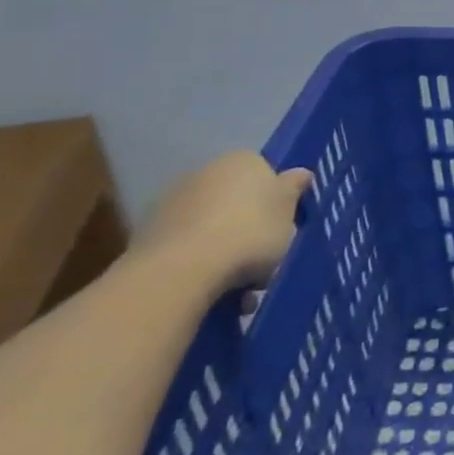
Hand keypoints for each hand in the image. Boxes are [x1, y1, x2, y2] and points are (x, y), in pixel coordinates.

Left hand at [139, 152, 311, 291]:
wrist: (183, 269)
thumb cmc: (250, 233)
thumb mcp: (288, 213)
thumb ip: (294, 190)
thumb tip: (301, 173)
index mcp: (243, 161)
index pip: (266, 175)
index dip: (277, 204)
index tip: (283, 231)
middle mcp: (207, 172)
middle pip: (238, 202)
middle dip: (250, 231)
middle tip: (265, 263)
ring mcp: (175, 201)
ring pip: (214, 227)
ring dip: (227, 252)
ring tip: (241, 291)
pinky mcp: (152, 232)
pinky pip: (189, 247)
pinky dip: (202, 264)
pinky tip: (215, 293)